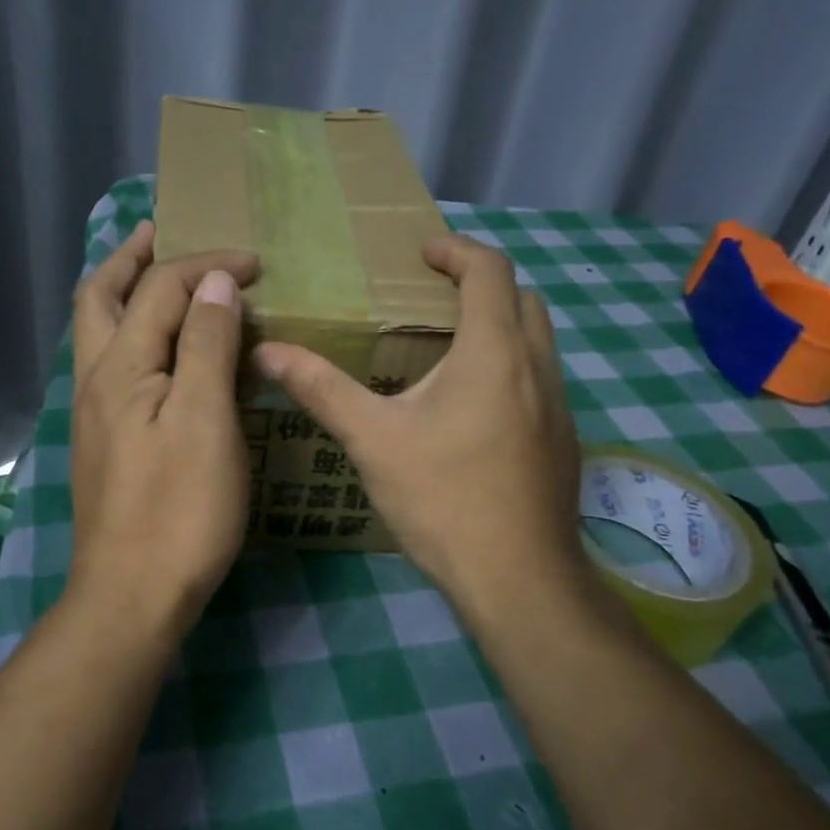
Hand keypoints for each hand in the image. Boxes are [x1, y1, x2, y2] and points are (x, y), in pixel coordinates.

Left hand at [69, 221, 259, 633]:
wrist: (133, 595)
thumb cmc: (180, 509)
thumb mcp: (204, 420)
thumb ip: (205, 345)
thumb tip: (213, 283)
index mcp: (120, 366)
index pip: (161, 289)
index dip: (207, 265)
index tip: (255, 263)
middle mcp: (96, 380)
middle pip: (101, 297)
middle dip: (130, 258)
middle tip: (160, 231)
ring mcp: (95, 414)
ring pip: (99, 332)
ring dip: (124, 293)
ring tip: (157, 274)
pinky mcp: (106, 442)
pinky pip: (113, 364)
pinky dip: (133, 333)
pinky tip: (161, 349)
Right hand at [253, 234, 591, 628]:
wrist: (519, 579)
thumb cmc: (444, 498)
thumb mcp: (372, 439)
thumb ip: (321, 388)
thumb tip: (267, 352)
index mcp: (494, 352)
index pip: (489, 270)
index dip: (456, 250)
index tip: (421, 252)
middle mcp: (538, 367)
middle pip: (522, 298)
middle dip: (481, 283)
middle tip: (432, 295)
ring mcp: (558, 406)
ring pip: (537, 340)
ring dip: (499, 325)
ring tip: (447, 347)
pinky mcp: (562, 441)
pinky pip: (540, 379)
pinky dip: (510, 366)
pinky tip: (471, 408)